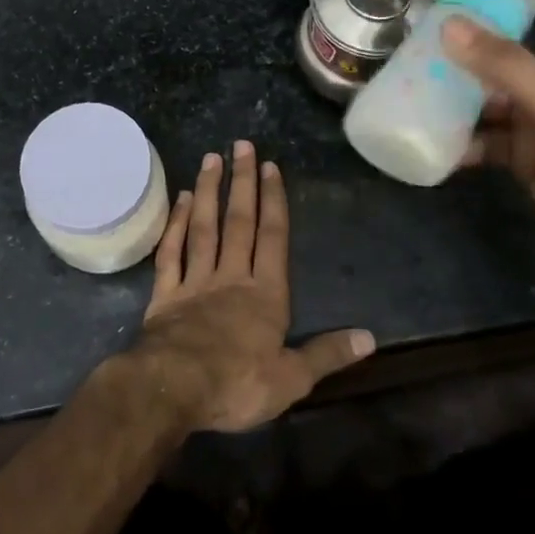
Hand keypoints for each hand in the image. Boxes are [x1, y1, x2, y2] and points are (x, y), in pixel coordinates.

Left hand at [125, 141, 374, 433]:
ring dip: (209, 192)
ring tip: (211, 159)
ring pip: (204, 228)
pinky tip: (181, 200)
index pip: (273, 238)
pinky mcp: (165, 294)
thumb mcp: (292, 379)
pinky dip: (176, 224)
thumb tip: (369, 338)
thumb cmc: (237, 384)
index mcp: (265, 295)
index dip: (274, 201)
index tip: (270, 166)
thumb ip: (328, 355)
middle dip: (243, 183)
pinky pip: (171, 252)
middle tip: (241, 145)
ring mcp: (195, 282)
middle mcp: (231, 277)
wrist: (174, 388)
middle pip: (239, 222)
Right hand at [440, 0, 534, 279]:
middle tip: (423, 27)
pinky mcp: (521, 155)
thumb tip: (448, 25)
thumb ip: (505, 66)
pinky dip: (457, 139)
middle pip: (510, 44)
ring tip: (411, 82)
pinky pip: (481, 137)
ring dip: (454, 89)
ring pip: (487, 93)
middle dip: (471, 34)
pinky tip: (429, 139)